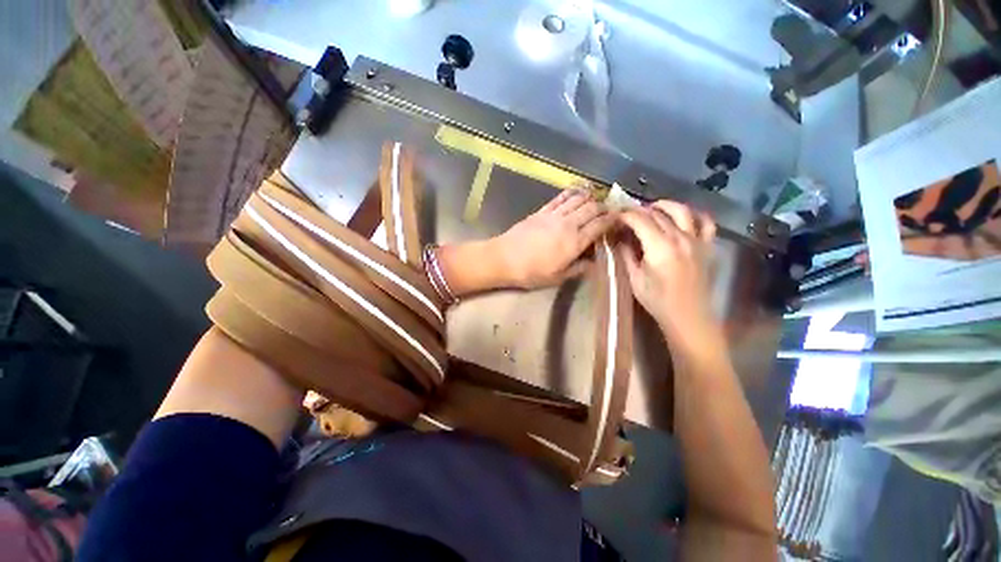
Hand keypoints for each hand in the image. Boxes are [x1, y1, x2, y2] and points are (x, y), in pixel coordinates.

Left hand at [493, 188, 615, 288]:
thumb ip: (578, 268)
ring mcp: (554, 215)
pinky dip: (572, 192)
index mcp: (575, 242)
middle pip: (592, 208)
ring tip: (596, 200)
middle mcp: (568, 224)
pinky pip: (560, 197)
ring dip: (590, 197)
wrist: (504, 258)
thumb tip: (594, 262)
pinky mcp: (542, 211)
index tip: (620, 219)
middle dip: (605, 207)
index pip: (600, 225)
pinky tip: (578, 191)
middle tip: (610, 210)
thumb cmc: (531, 272)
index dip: (613, 220)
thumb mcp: (558, 278)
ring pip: (578, 199)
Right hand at [617, 201, 718, 343]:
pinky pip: (706, 222)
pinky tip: (685, 216)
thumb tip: (620, 239)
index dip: (626, 215)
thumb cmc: (657, 300)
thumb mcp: (635, 279)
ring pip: (682, 211)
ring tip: (653, 208)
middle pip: (658, 214)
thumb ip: (627, 255)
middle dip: (640, 210)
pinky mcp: (707, 246)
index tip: (615, 216)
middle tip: (628, 214)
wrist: (688, 315)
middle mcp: (680, 238)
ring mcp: (697, 240)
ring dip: (665, 205)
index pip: (640, 220)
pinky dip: (695, 214)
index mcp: (659, 247)